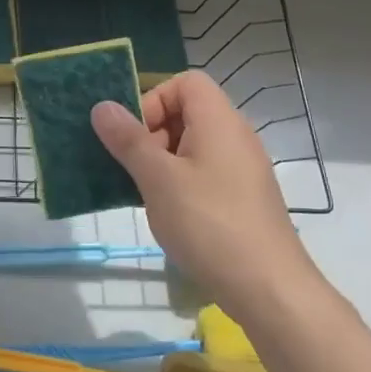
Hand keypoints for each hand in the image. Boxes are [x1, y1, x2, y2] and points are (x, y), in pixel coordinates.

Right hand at [91, 71, 319, 318]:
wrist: (268, 289)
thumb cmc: (209, 224)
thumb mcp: (158, 179)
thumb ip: (129, 140)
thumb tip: (102, 106)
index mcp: (219, 121)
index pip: (185, 82)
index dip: (154, 99)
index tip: (134, 136)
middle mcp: (236, 137)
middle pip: (188, 112)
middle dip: (153, 134)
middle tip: (135, 169)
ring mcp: (243, 170)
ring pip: (193, 147)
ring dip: (162, 163)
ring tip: (146, 195)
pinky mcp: (244, 199)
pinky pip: (205, 173)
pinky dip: (181, 184)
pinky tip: (169, 215)